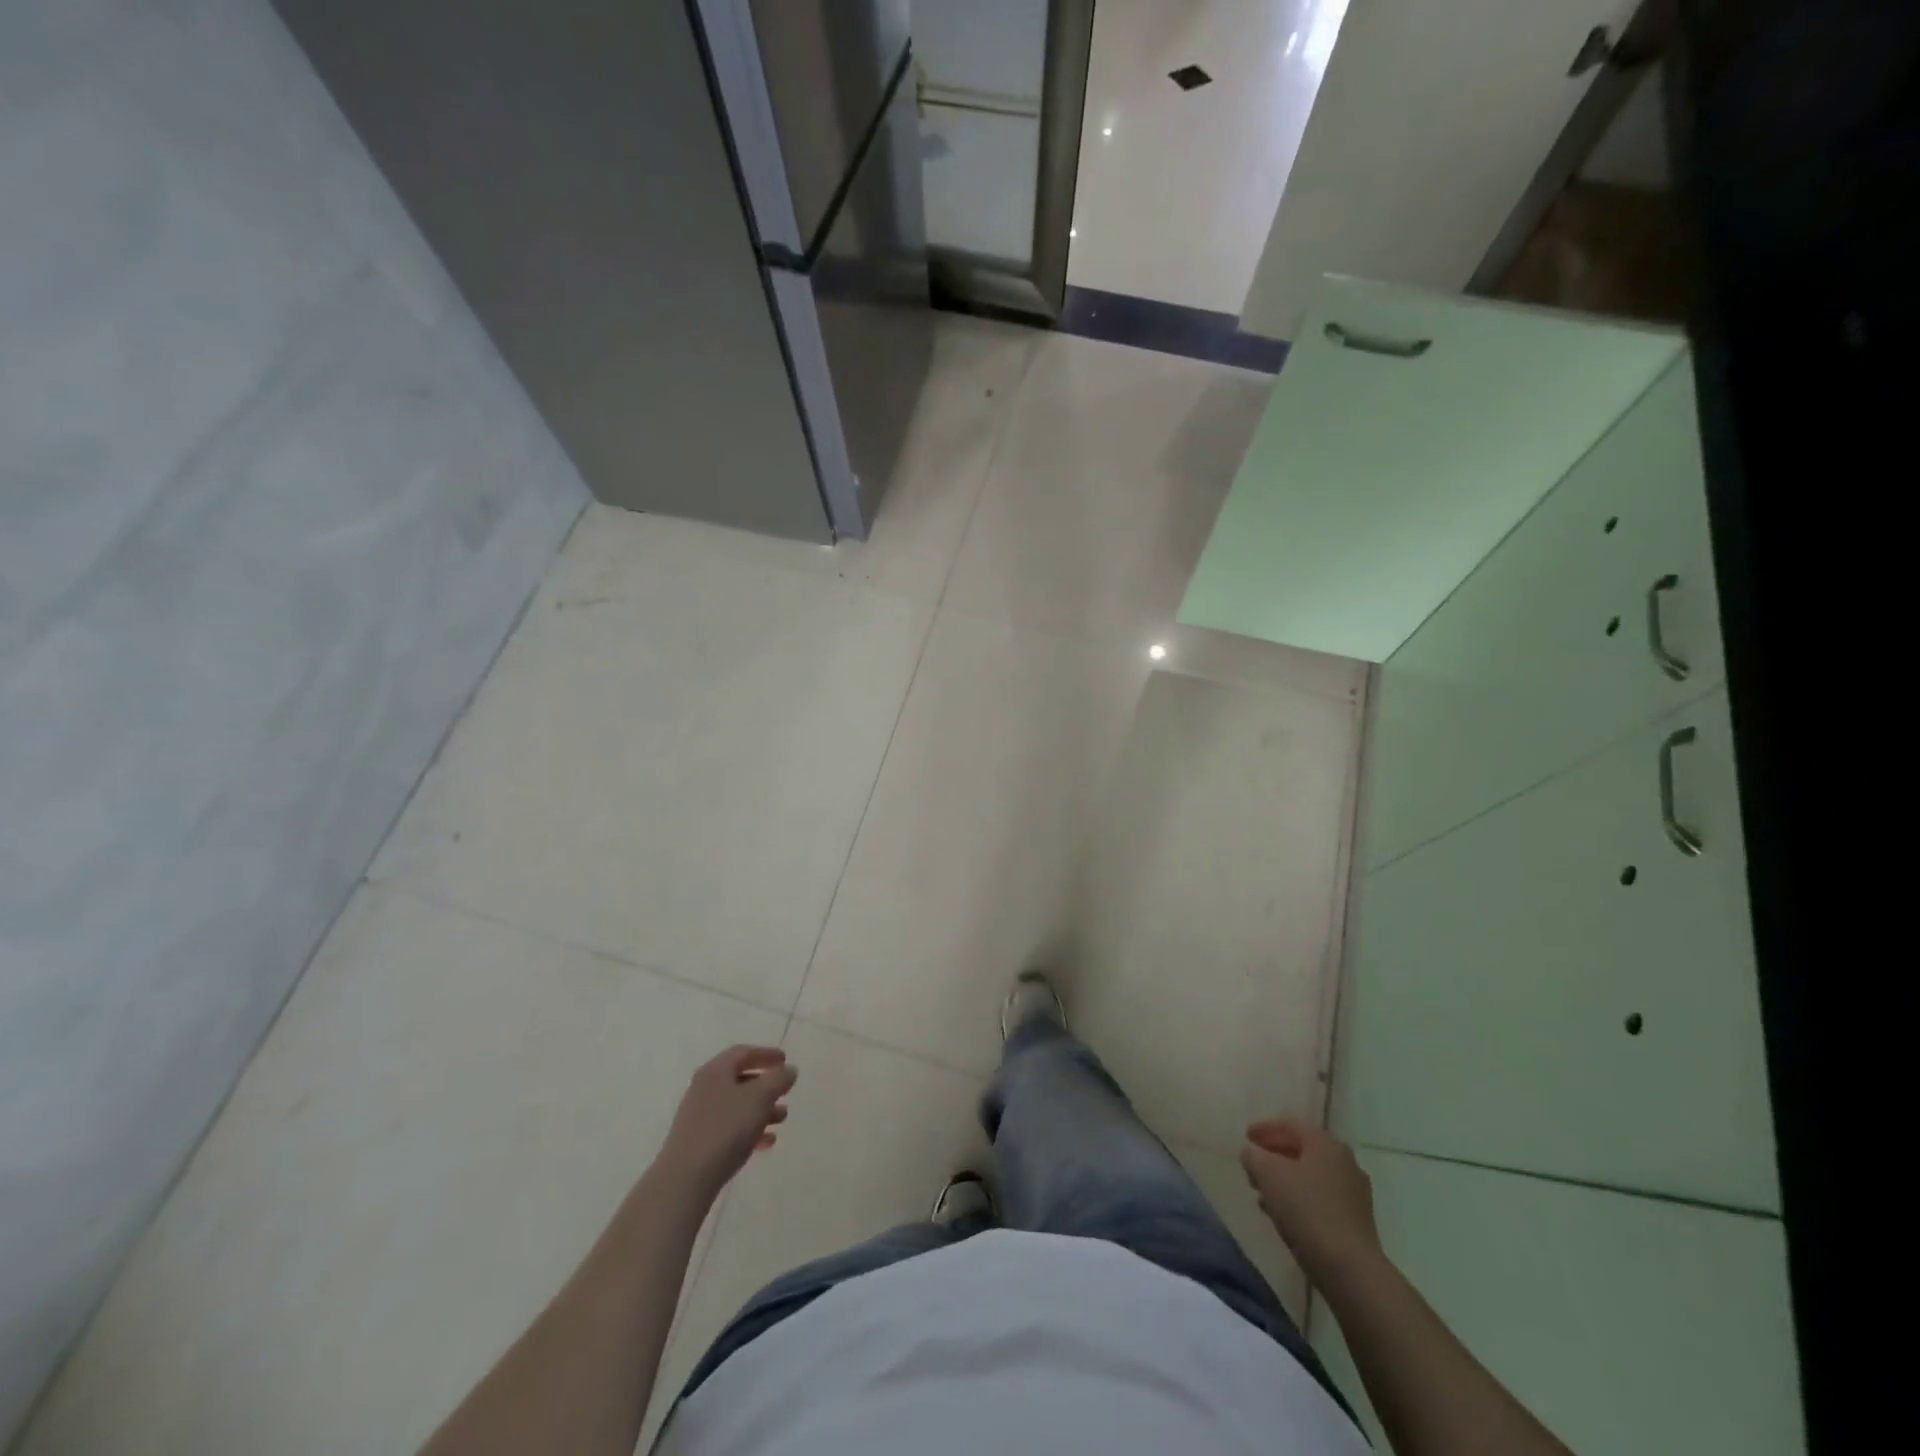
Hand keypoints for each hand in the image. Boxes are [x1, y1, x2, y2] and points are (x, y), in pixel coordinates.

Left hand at [657, 1046, 796, 1197]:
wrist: (686, 1178)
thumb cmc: (726, 1128)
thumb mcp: (760, 1097)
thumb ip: (778, 1079)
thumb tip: (788, 1070)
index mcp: (715, 1071)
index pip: (743, 1053)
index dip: (766, 1054)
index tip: (785, 1060)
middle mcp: (704, 1089)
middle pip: (739, 1079)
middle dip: (765, 1085)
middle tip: (785, 1090)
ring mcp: (699, 1117)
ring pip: (736, 1105)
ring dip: (761, 1109)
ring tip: (782, 1118)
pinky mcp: (699, 1142)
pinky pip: (729, 1128)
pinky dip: (749, 1130)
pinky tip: (766, 1143)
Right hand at [1241, 1117, 1382, 1282]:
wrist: (1350, 1269)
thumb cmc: (1306, 1209)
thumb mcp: (1268, 1174)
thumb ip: (1253, 1156)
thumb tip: (1251, 1153)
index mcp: (1325, 1143)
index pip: (1290, 1124)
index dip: (1264, 1128)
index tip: (1245, 1137)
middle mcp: (1344, 1161)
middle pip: (1302, 1150)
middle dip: (1274, 1155)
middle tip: (1252, 1164)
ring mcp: (1354, 1192)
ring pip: (1310, 1176)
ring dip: (1284, 1180)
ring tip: (1261, 1192)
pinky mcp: (1355, 1221)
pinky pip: (1320, 1199)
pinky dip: (1299, 1199)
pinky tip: (1282, 1214)